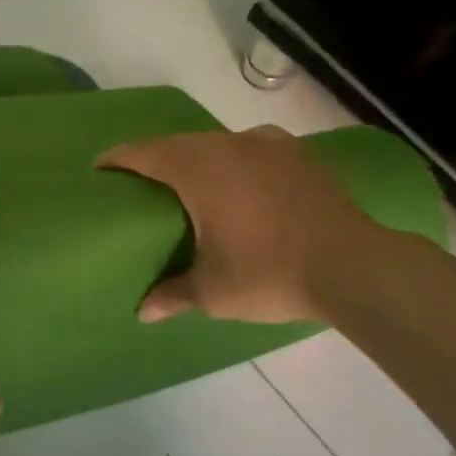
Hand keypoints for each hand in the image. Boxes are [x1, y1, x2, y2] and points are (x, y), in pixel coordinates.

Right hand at [97, 125, 376, 325]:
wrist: (356, 266)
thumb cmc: (270, 273)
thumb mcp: (213, 292)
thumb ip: (172, 294)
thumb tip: (142, 312)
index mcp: (198, 168)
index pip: (143, 152)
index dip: (116, 159)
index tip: (99, 170)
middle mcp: (229, 144)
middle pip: (177, 144)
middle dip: (154, 159)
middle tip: (139, 184)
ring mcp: (268, 144)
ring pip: (215, 143)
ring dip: (195, 159)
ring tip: (188, 185)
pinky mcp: (298, 154)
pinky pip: (249, 149)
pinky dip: (232, 162)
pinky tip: (239, 184)